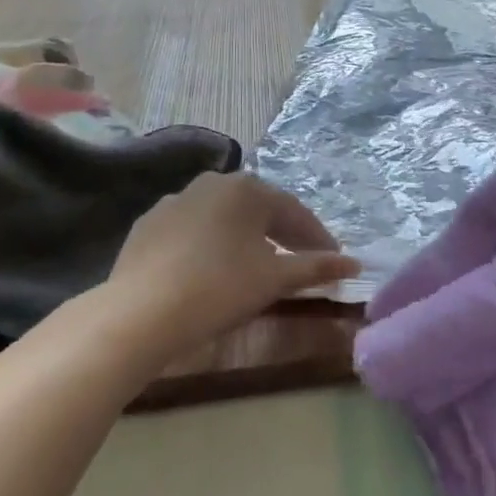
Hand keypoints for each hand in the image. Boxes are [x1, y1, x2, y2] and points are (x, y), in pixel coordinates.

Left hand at [104, 173, 358, 366]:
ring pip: (224, 218)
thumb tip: (355, 264)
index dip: (317, 237)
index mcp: (247, 188)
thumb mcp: (275, 279)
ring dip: (247, 237)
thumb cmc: (220, 288)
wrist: (141, 312)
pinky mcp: (148, 225)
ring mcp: (175, 201)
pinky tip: (213, 268)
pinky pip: (193, 230)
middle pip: (259, 209)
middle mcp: (212, 183)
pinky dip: (211, 245)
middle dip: (284, 234)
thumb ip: (316, 267)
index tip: (334, 260)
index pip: (294, 211)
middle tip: (302, 260)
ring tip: (259, 264)